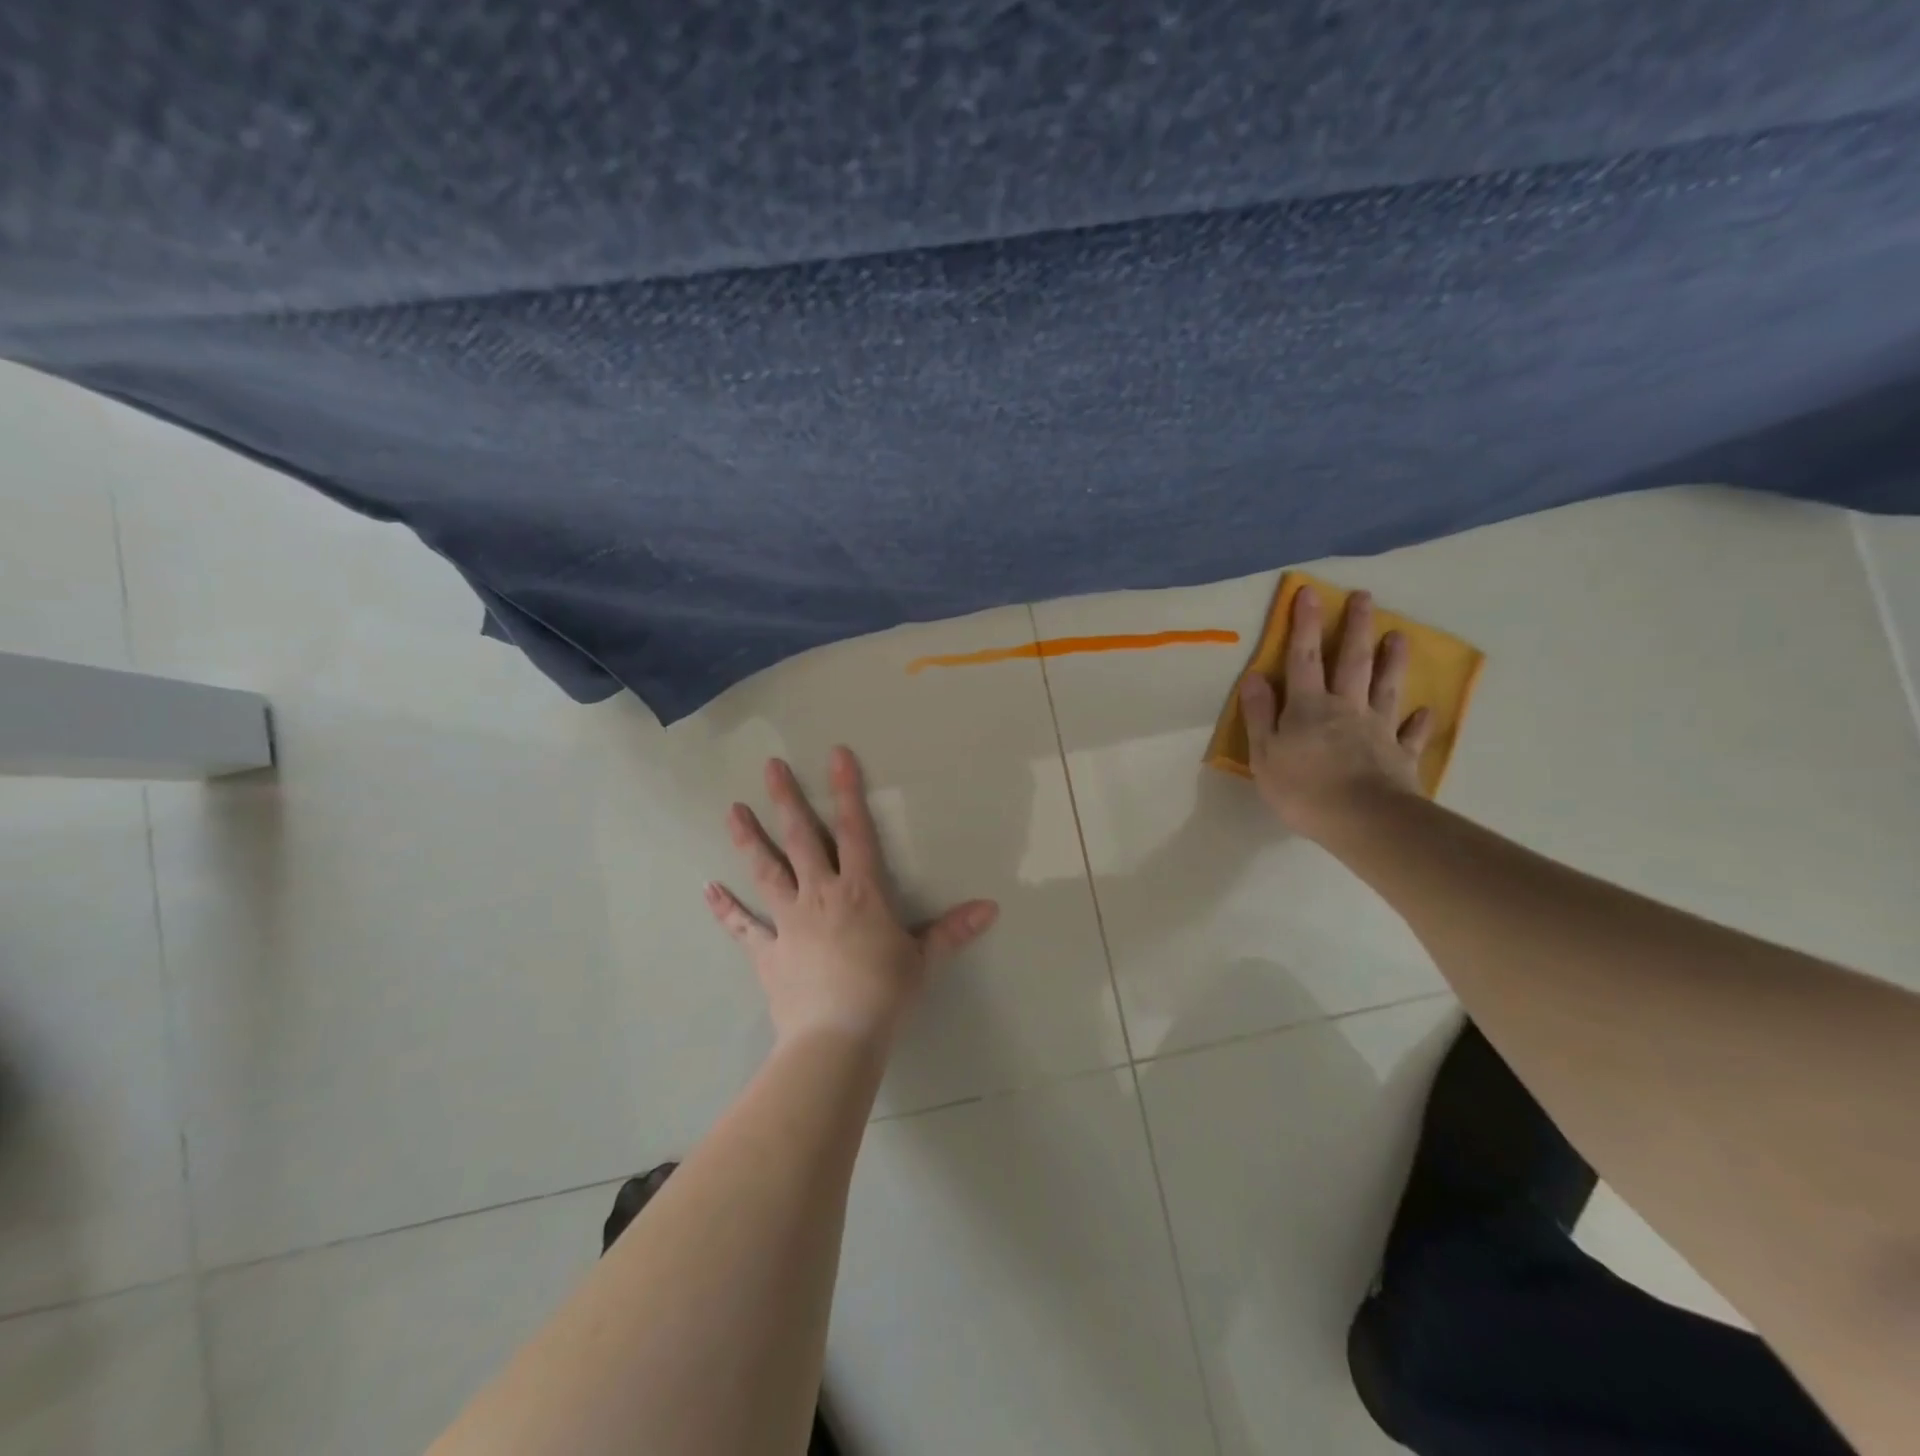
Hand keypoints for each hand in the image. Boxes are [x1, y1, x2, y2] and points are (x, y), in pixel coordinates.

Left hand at [704, 747, 998, 1046]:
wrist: (837, 1037)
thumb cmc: (885, 993)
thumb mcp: (924, 959)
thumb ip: (952, 930)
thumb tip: (992, 908)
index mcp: (859, 891)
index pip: (854, 830)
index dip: (847, 791)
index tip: (836, 755)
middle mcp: (819, 895)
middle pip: (800, 839)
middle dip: (786, 800)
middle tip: (770, 766)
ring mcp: (788, 921)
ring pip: (766, 871)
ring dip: (749, 840)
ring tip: (732, 811)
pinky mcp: (767, 951)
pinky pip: (743, 926)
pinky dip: (725, 908)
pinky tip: (707, 889)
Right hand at [1239, 586, 1433, 835]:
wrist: (1363, 820)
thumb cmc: (1302, 788)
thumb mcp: (1264, 754)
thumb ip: (1260, 714)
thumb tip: (1254, 676)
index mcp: (1308, 707)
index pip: (1302, 658)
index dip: (1304, 625)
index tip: (1309, 592)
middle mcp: (1345, 708)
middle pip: (1351, 661)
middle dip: (1355, 627)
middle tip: (1364, 597)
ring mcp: (1377, 730)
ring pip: (1385, 687)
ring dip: (1392, 660)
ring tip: (1399, 635)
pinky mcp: (1400, 756)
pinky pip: (1410, 734)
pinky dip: (1418, 721)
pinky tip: (1425, 710)